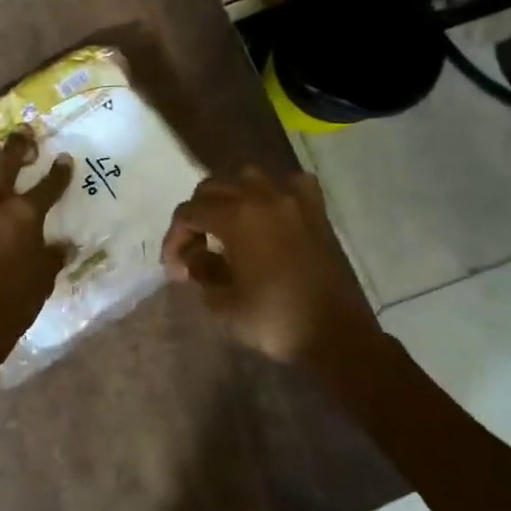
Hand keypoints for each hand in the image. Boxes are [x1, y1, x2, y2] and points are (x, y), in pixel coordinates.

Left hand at [0, 130, 72, 357]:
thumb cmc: (14, 301)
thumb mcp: (43, 279)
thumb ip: (52, 256)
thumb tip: (63, 246)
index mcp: (25, 214)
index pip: (48, 186)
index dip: (59, 172)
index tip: (64, 158)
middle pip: (6, 165)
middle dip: (16, 146)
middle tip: (21, 132)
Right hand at [161, 166, 380, 367]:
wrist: (336, 335)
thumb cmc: (274, 320)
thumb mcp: (222, 302)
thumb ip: (200, 269)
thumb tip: (192, 255)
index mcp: (236, 217)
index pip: (189, 212)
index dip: (174, 238)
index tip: (174, 269)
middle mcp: (263, 197)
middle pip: (213, 187)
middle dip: (196, 215)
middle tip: (195, 248)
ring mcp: (294, 200)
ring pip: (248, 175)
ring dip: (229, 194)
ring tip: (226, 223)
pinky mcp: (316, 211)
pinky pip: (289, 183)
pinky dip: (272, 191)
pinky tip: (268, 211)